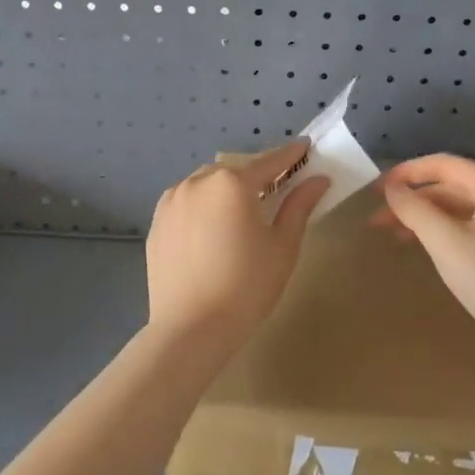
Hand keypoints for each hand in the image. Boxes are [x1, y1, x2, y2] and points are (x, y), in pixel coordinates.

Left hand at [145, 139, 329, 349]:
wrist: (191, 328)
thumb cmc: (246, 287)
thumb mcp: (282, 247)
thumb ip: (299, 206)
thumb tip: (318, 179)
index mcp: (232, 183)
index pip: (268, 162)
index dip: (289, 155)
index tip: (304, 147)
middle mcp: (198, 181)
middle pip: (235, 170)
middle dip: (256, 175)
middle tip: (275, 188)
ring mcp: (172, 199)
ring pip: (207, 183)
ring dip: (226, 188)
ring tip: (240, 211)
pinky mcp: (157, 220)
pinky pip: (186, 200)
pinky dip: (203, 204)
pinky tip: (211, 227)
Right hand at [376, 154, 474, 375]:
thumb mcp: (447, 244)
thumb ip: (414, 209)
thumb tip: (392, 187)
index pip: (443, 164)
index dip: (405, 174)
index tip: (374, 191)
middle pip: (455, 186)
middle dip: (415, 201)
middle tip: (378, 222)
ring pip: (467, 209)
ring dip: (431, 219)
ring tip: (398, 237)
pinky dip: (453, 233)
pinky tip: (433, 250)